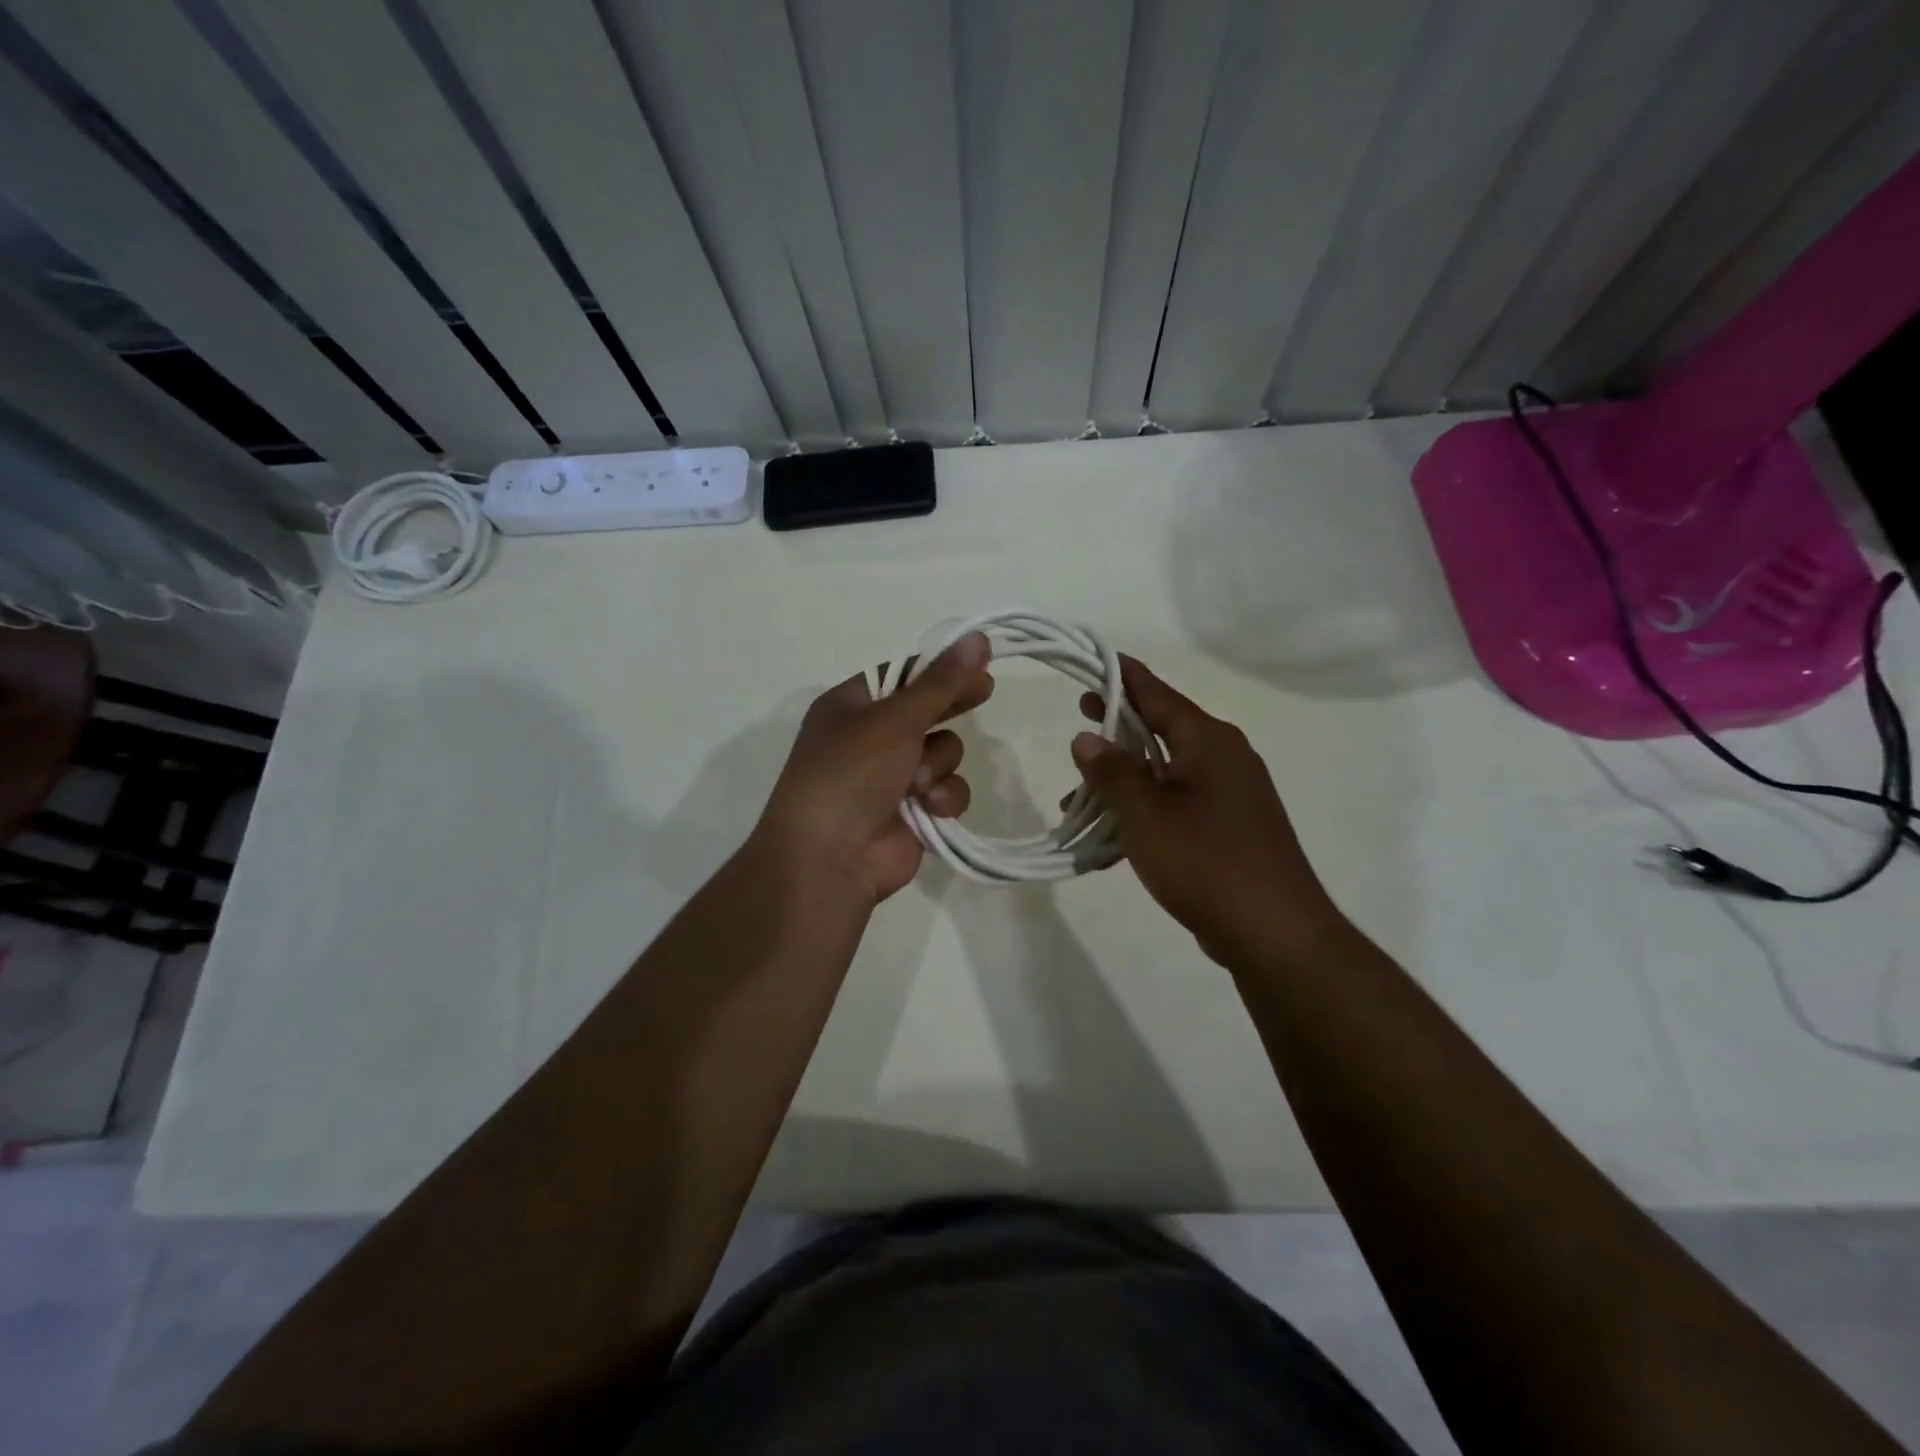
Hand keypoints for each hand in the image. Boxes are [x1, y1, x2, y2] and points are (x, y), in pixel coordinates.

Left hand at [758, 632, 992, 904]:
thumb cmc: (851, 773)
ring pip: (943, 752)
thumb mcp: (895, 719)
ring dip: (938, 764)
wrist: (829, 857)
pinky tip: (930, 809)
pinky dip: (942, 798)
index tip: (978, 662)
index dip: (939, 669)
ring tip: (918, 782)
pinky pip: (946, 790)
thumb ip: (942, 682)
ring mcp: (891, 778)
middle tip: (984, 693)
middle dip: (949, 708)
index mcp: (850, 707)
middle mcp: (869, 739)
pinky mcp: (913, 813)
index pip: (902, 676)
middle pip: (926, 711)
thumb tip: (978, 637)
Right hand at [1071, 657, 1347, 966]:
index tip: (1097, 661)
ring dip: (1124, 782)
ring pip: (1167, 774)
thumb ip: (1113, 772)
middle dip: (1119, 728)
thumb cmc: (1205, 861)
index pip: (1159, 694)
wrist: (1274, 932)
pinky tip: (1113, 840)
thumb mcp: (1145, 813)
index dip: (1125, 677)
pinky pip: (1178, 806)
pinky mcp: (1232, 829)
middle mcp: (1225, 758)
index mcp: (1209, 741)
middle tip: (1082, 715)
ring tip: (1078, 801)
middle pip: (1163, 730)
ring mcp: (1232, 796)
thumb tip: (1088, 738)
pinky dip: (1145, 812)